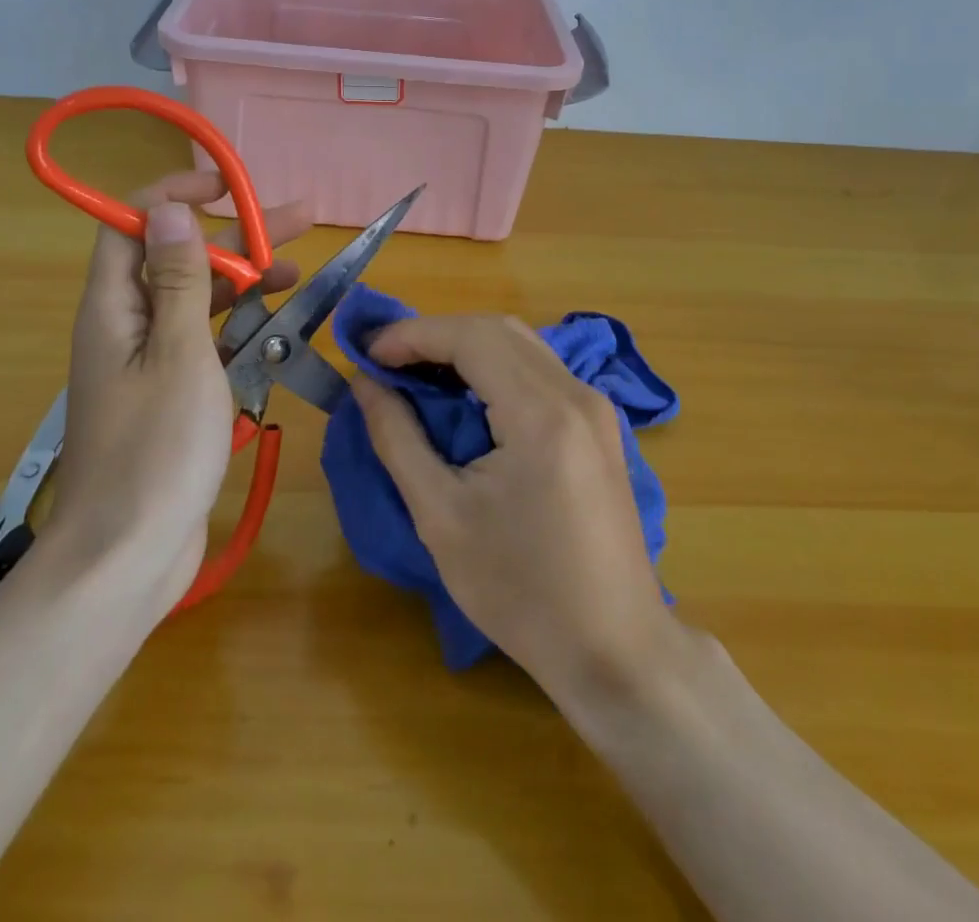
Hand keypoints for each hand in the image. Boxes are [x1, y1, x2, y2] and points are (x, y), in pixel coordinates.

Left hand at [48, 171, 308, 615]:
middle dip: (234, 237)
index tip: (226, 187)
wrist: (128, 557)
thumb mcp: (178, 354)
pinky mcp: (171, 395)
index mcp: (113, 308)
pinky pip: (205, 345)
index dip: (173, 195)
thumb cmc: (156, 450)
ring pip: (197, 302)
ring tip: (298, 271)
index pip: (131, 224)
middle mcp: (126, 326)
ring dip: (244, 282)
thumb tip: (168, 211)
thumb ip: (179, 281)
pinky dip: (240, 330)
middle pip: (178, 259)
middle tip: (296, 221)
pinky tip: (279, 328)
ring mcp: (149, 363)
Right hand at [353, 315, 669, 695]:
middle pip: (496, 330)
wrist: (614, 649)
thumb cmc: (521, 591)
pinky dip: (493, 367)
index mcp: (541, 414)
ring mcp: (594, 408)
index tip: (365, 354)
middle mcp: (576, 394)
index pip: (470, 337)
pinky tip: (464, 397)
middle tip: (385, 362)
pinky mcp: (599, 425)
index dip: (411, 335)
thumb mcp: (441, 517)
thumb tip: (364, 384)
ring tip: (415, 375)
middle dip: (434, 335)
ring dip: (463, 348)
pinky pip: (538, 369)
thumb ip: (397, 438)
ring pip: (519, 344)